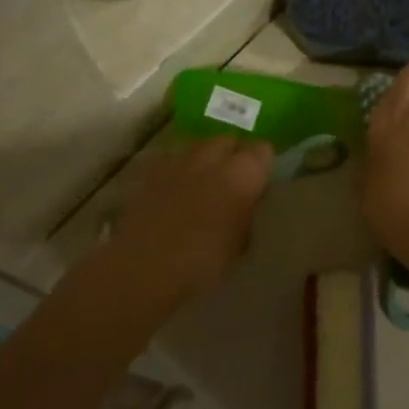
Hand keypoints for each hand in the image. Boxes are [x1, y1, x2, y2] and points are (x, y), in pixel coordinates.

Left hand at [112, 135, 272, 298]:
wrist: (146, 267)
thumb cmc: (204, 262)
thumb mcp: (241, 244)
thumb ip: (248, 214)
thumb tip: (248, 205)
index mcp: (243, 172)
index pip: (262, 150)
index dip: (262, 164)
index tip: (260, 181)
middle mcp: (213, 156)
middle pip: (228, 140)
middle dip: (232, 155)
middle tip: (233, 181)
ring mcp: (178, 160)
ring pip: (198, 146)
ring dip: (204, 160)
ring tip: (202, 184)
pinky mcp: (150, 171)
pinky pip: (171, 160)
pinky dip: (177, 171)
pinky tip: (174, 192)